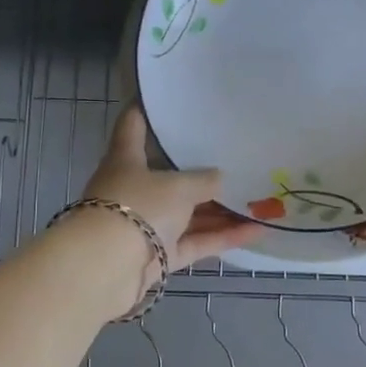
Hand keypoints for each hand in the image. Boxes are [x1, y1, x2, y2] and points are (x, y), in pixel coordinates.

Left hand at [83, 104, 261, 266]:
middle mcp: (134, 190)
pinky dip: (223, 237)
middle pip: (169, 176)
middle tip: (234, 154)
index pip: (133, 126)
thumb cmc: (138, 207)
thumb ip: (203, 180)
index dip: (146, 109)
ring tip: (258, 196)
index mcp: (126, 160)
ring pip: (188, 213)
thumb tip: (219, 178)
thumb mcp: (178, 186)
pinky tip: (258, 230)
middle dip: (200, 169)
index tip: (166, 97)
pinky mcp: (159, 256)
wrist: (107, 269)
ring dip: (220, 209)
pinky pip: (196, 242)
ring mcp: (147, 225)